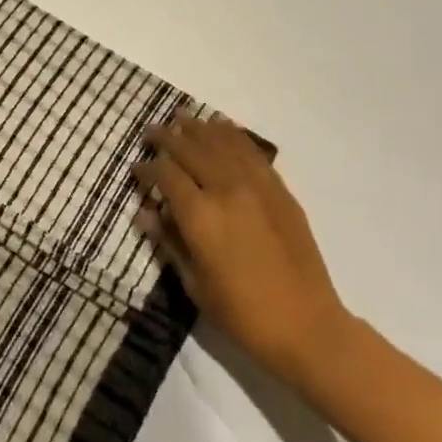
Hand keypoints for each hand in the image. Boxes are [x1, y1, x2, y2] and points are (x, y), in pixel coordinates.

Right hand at [133, 115, 352, 381]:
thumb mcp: (194, 284)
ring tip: (182, 116)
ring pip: (222, 143)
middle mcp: (227, 191)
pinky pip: (252, 153)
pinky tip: (222, 128)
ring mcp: (257, 187)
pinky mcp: (280, 191)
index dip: (147, 168)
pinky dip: (233, 135)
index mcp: (201, 216)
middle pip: (192, 150)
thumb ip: (169, 242)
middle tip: (151, 131)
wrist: (306, 325)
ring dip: (199, 128)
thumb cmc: (242, 314)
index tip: (135, 168)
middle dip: (167, 138)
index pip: (166, 176)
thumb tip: (144, 213)